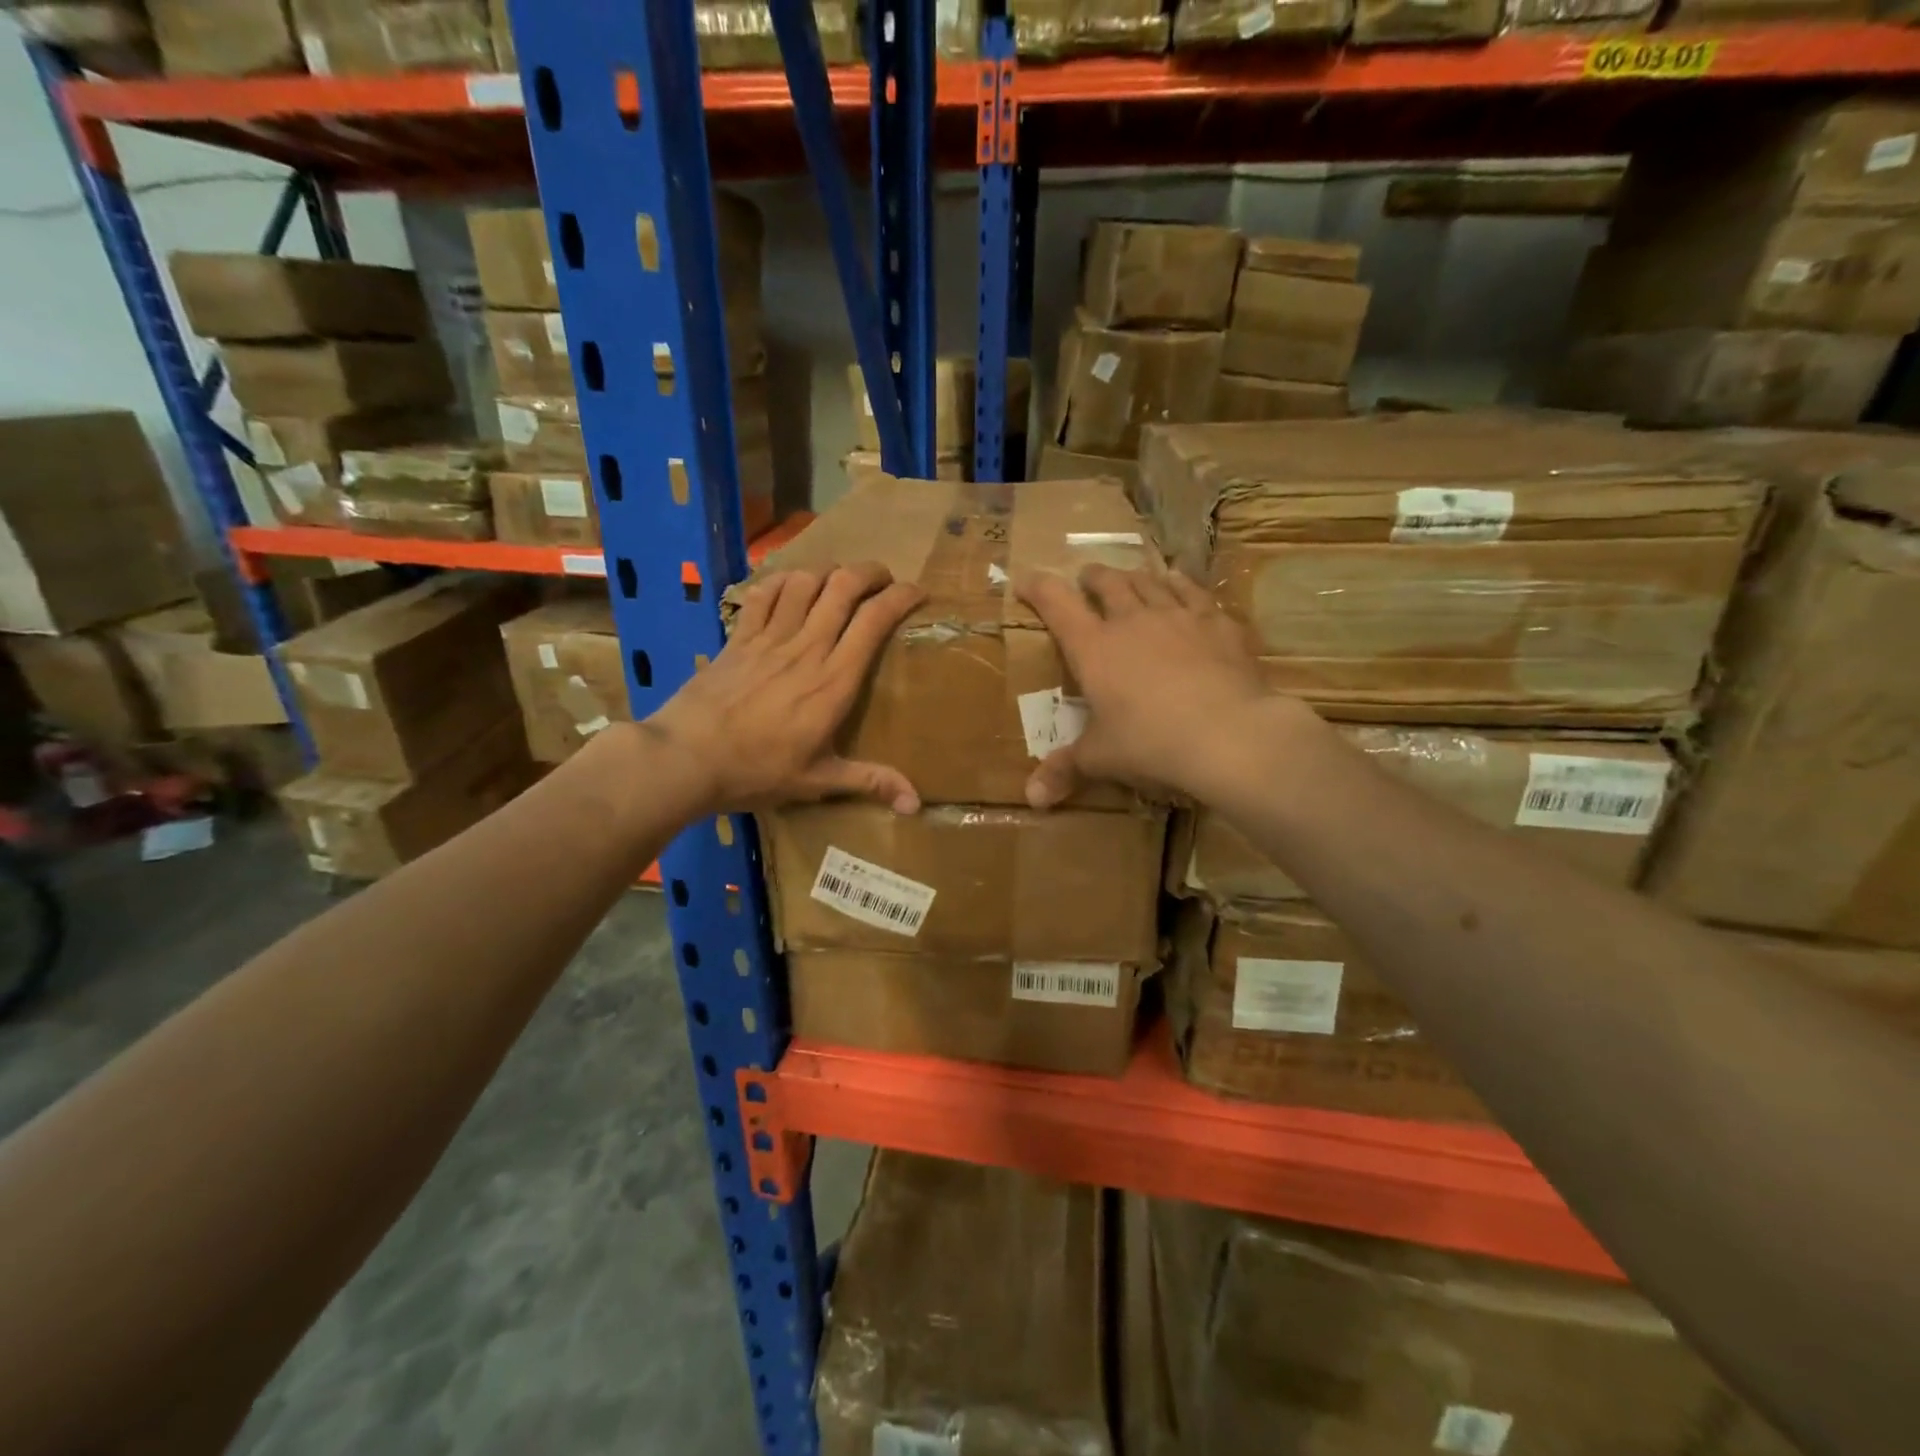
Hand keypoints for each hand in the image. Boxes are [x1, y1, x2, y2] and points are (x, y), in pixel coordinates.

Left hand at [647, 563, 925, 813]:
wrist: (687, 758)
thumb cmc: (757, 771)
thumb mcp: (819, 781)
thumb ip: (871, 782)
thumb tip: (916, 804)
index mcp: (834, 681)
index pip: (874, 620)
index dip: (901, 597)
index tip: (917, 593)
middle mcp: (807, 647)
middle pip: (844, 587)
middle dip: (871, 573)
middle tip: (884, 579)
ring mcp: (770, 637)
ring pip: (806, 581)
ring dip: (829, 572)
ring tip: (841, 580)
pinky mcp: (739, 637)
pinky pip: (764, 593)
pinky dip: (782, 580)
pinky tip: (791, 585)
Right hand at [1016, 565, 1304, 807]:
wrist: (1229, 734)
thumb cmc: (1151, 744)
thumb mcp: (1102, 758)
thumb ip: (1066, 770)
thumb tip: (1033, 799)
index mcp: (1094, 648)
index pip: (1057, 604)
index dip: (1039, 588)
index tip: (1027, 580)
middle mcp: (1132, 620)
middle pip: (1108, 583)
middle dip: (1093, 577)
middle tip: (1087, 577)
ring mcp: (1177, 616)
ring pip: (1150, 582)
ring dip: (1134, 576)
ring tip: (1131, 577)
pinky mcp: (1216, 622)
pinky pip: (1194, 591)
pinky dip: (1180, 584)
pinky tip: (1180, 584)